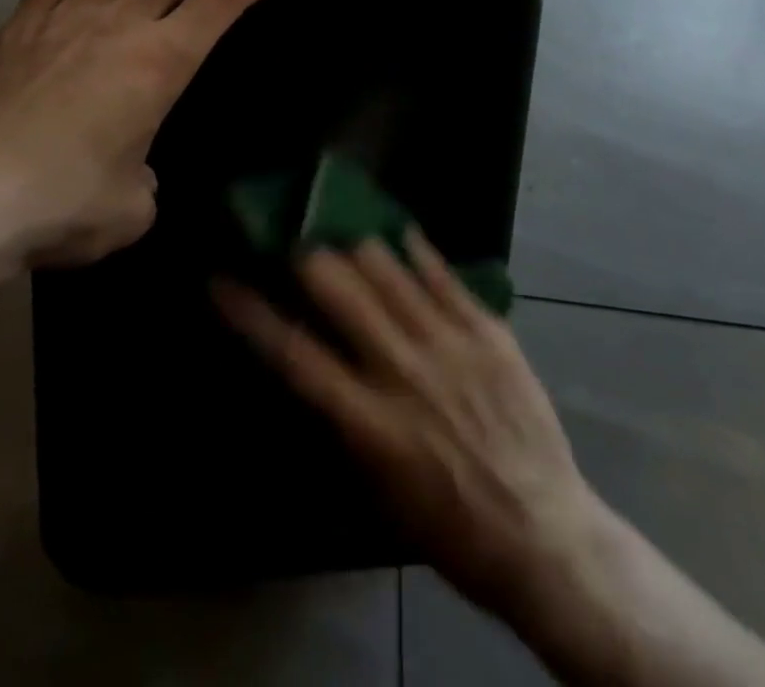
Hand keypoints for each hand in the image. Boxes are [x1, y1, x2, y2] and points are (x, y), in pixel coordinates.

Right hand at [214, 234, 607, 622]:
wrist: (543, 535)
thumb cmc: (448, 525)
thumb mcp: (378, 489)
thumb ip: (343, 420)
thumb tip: (315, 364)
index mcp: (369, 420)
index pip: (294, 353)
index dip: (251, 313)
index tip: (221, 280)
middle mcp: (402, 370)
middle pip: (340, 291)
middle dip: (307, 257)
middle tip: (291, 238)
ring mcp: (449, 343)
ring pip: (388, 269)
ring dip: (356, 245)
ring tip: (340, 228)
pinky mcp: (487, 330)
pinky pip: (443, 274)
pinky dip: (415, 250)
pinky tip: (398, 231)